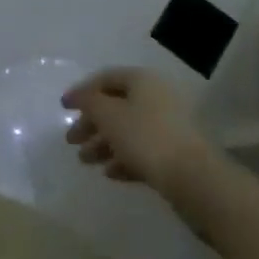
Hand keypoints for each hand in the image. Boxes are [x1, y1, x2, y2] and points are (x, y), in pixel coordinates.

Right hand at [63, 67, 211, 193]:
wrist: (194, 180)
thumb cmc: (146, 137)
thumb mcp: (108, 115)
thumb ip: (89, 101)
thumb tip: (79, 96)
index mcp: (142, 80)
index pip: (106, 78)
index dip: (82, 91)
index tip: (64, 108)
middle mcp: (156, 98)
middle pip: (116, 106)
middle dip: (91, 123)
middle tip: (71, 140)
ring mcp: (168, 127)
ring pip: (128, 130)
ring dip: (104, 144)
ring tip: (85, 161)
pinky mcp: (175, 154)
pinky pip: (142, 151)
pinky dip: (123, 159)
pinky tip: (110, 173)